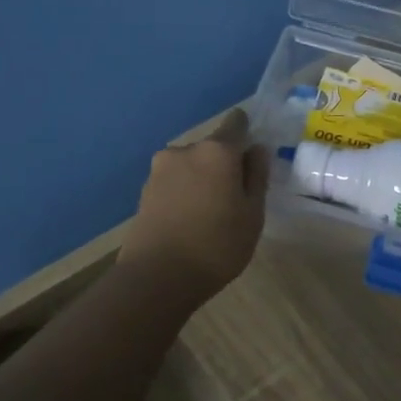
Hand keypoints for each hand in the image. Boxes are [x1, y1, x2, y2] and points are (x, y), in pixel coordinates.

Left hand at [119, 108, 268, 305]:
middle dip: (224, 164)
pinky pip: (175, 182)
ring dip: (203, 179)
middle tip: (235, 197)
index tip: (253, 157)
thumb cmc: (216, 245)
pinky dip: (185, 193)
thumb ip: (256, 176)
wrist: (156, 277)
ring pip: (192, 165)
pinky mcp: (144, 190)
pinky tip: (190, 221)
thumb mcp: (252, 214)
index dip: (247, 133)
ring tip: (211, 214)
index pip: (236, 123)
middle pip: (213, 147)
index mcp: (217, 151)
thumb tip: (257, 150)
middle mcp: (185, 150)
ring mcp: (160, 169)